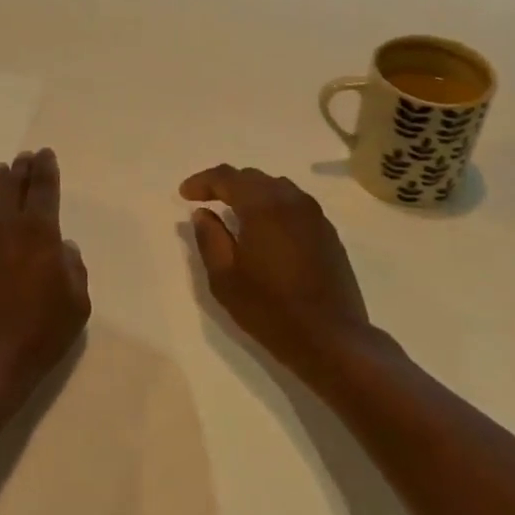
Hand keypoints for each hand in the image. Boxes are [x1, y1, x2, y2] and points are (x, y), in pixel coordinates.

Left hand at [0, 148, 90, 415]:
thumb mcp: (76, 304)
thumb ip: (74, 269)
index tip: (45, 154)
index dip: (45, 170)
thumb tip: (64, 249)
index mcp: (38, 233)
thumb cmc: (40, 333)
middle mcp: (5, 230)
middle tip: (23, 157)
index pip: (43, 191)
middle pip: (12, 189)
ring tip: (1, 170)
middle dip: (20, 171)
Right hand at [180, 165, 377, 383]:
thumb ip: (209, 238)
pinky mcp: (328, 234)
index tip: (184, 194)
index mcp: (264, 206)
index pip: (228, 177)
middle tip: (205, 200)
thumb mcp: (224, 277)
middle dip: (227, 184)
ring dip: (252, 194)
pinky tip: (265, 230)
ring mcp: (315, 216)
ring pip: (278, 188)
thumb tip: (203, 214)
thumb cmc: (269, 308)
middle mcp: (292, 201)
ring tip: (234, 213)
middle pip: (254, 178)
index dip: (203, 181)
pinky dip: (274, 207)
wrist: (330, 337)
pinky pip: (295, 205)